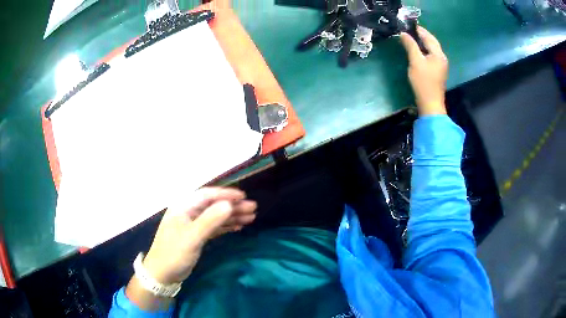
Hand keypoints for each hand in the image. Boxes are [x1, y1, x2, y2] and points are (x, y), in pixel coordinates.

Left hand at [143, 187, 256, 284]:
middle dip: (233, 206)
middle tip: (253, 208)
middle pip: (213, 205)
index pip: (207, 195)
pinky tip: (238, 227)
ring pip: (215, 216)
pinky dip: (226, 226)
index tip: (244, 196)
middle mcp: (188, 212)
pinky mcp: (196, 236)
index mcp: (183, 207)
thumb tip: (229, 204)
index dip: (225, 194)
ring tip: (250, 217)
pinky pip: (213, 227)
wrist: (163, 274)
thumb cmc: (174, 253)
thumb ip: (210, 220)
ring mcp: (192, 224)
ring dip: (232, 216)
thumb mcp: (192, 237)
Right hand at [400, 27, 448, 115]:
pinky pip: (431, 55)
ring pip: (432, 49)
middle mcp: (442, 57)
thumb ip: (410, 45)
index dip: (419, 30)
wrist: (430, 103)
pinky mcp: (438, 71)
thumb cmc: (423, 82)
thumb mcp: (415, 61)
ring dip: (423, 42)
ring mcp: (441, 65)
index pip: (428, 37)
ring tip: (412, 38)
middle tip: (410, 30)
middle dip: (422, 35)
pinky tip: (418, 51)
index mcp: (438, 54)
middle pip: (432, 42)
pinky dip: (424, 50)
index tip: (408, 25)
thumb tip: (403, 33)